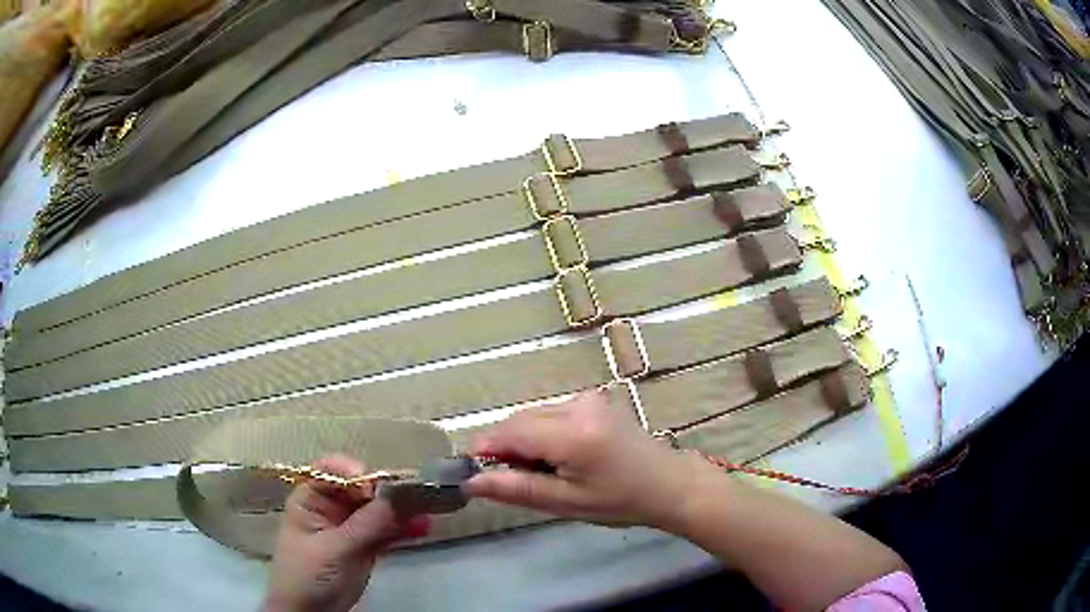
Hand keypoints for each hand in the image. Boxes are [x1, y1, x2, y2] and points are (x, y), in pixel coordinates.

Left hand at [263, 455, 431, 611]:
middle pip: (361, 488)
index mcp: (311, 498)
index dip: (354, 472)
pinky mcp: (367, 546)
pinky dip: (404, 529)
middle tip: (415, 495)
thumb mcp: (333, 549)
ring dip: (402, 510)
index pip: (331, 471)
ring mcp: (351, 527)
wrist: (311, 610)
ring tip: (427, 510)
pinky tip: (423, 528)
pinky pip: (388, 531)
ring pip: (379, 510)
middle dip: (388, 491)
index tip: (376, 488)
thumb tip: (394, 498)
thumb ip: (364, 525)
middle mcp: (332, 507)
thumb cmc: (307, 574)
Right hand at [464, 390, 712, 528]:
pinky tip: (559, 456)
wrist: (668, 484)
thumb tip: (471, 481)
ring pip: (533, 414)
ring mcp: (588, 398)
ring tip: (543, 471)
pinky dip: (542, 432)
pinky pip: (550, 412)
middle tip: (513, 479)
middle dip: (506, 446)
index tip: (475, 471)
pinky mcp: (593, 399)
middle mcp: (578, 405)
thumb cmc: (620, 501)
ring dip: (524, 440)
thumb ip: (516, 488)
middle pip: (519, 419)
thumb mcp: (566, 503)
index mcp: (573, 434)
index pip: (511, 432)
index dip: (486, 448)